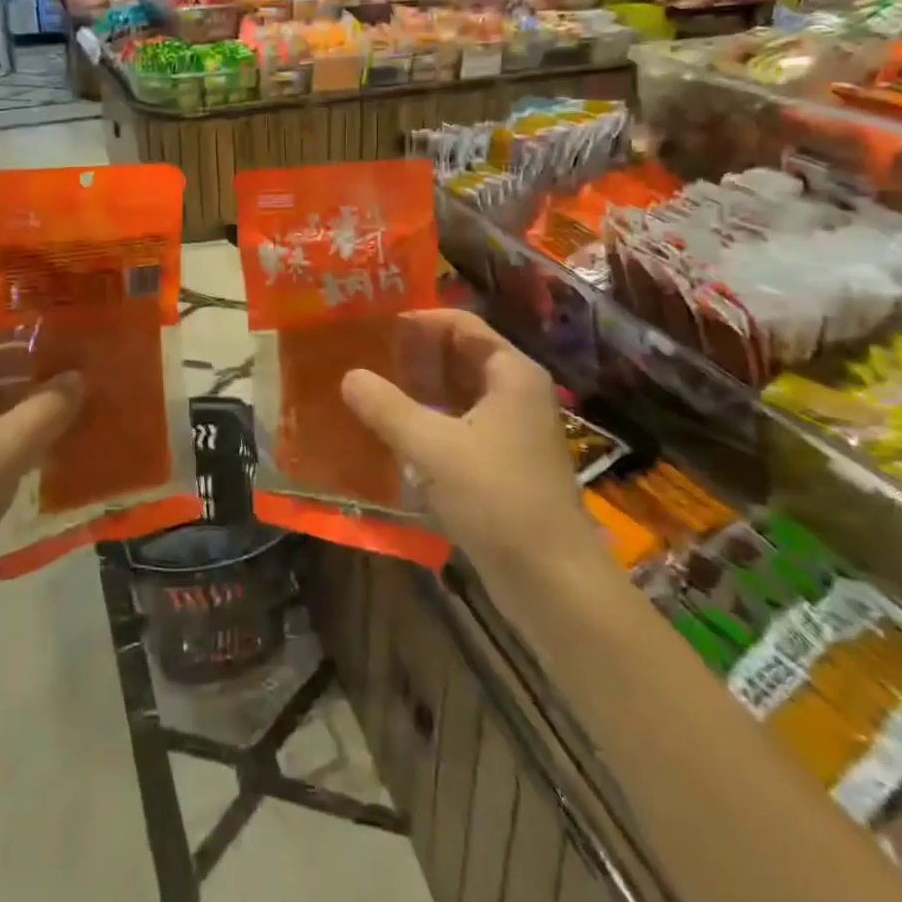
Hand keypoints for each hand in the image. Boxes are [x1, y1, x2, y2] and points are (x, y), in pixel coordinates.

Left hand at [0, 316, 81, 631]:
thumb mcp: (3, 450)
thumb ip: (47, 408)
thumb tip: (79, 378)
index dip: (12, 323)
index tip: (58, 322)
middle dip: (26, 361)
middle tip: (77, 357)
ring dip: (24, 397)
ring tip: (74, 391)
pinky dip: (14, 429)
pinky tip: (55, 434)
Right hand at [339, 310, 602, 589]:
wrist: (552, 581)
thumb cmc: (497, 498)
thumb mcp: (432, 447)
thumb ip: (386, 407)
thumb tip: (348, 376)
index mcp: (510, 373)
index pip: (459, 323)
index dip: (417, 319)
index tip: (372, 325)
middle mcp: (514, 392)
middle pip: (457, 356)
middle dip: (411, 355)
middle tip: (360, 355)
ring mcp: (510, 429)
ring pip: (455, 393)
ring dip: (415, 390)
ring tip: (366, 389)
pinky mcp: (501, 462)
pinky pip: (456, 425)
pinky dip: (426, 422)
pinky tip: (389, 433)